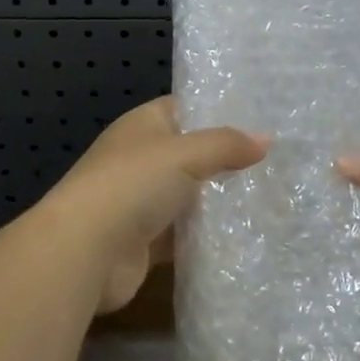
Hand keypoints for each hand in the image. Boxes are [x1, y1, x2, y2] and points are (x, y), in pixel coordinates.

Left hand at [37, 97, 267, 311]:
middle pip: (190, 154)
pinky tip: (242, 237)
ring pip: (188, 196)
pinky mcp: (145, 241)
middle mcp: (140, 159)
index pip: (185, 109)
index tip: (260, 120)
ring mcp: (140, 201)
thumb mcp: (185, 154)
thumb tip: (266, 139)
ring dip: (218, 201)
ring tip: (268, 199)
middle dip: (225, 160)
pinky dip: (205, 237)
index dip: (218, 112)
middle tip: (274, 163)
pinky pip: (182, 234)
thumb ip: (226, 146)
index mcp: (142, 125)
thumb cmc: (132, 185)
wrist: (85, 251)